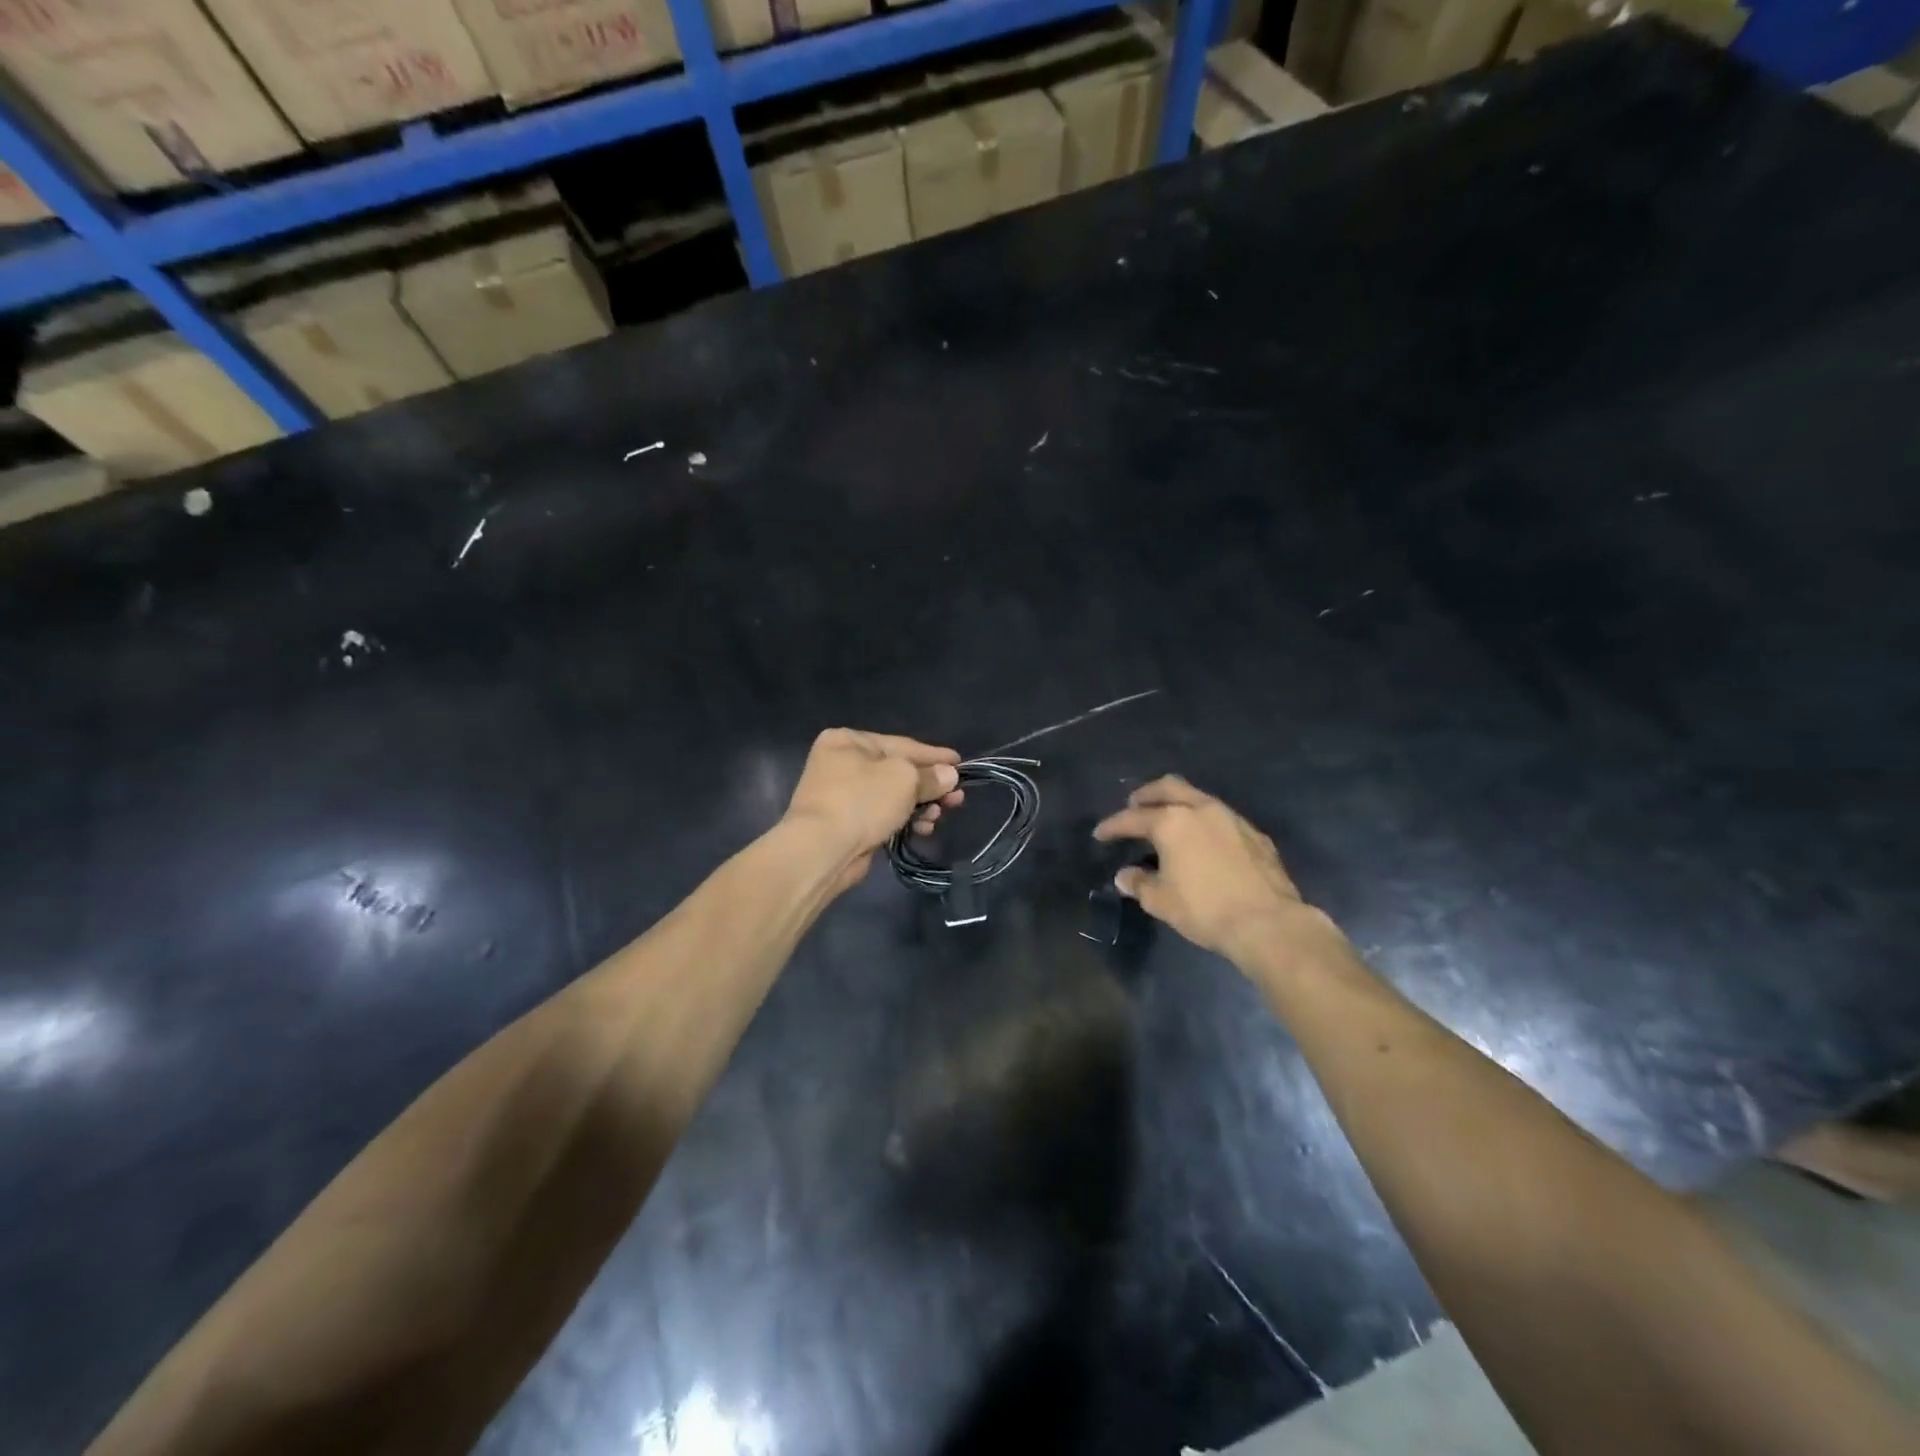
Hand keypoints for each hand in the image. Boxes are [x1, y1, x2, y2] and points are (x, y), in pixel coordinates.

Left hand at [784, 729, 963, 893]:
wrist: (822, 850)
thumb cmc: (862, 801)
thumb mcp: (904, 779)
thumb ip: (930, 776)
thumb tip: (949, 776)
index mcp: (849, 740)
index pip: (903, 744)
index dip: (934, 755)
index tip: (961, 763)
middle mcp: (843, 763)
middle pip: (899, 772)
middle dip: (930, 786)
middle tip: (957, 799)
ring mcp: (843, 795)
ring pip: (893, 796)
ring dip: (921, 806)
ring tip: (940, 816)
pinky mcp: (847, 824)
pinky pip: (884, 816)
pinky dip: (905, 820)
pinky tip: (923, 829)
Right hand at [1092, 775, 1328, 962]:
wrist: (1268, 923)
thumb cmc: (1205, 909)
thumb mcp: (1161, 901)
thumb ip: (1139, 883)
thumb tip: (1125, 876)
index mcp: (1172, 822)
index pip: (1133, 818)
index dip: (1113, 826)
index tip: (1100, 834)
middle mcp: (1201, 810)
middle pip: (1168, 787)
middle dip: (1147, 795)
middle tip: (1134, 805)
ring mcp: (1231, 818)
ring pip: (1198, 798)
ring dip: (1178, 804)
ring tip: (1168, 821)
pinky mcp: (1254, 834)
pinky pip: (1221, 817)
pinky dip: (1203, 822)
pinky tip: (1203, 841)